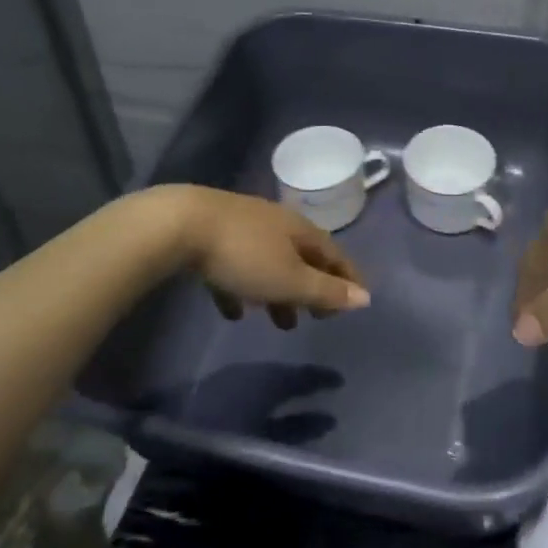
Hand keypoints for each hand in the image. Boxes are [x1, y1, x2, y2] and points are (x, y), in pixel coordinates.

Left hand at [180, 188, 370, 330]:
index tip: (357, 301)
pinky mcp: (213, 237)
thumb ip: (326, 291)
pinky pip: (236, 268)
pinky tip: (233, 312)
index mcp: (300, 230)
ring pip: (270, 263)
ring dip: (278, 293)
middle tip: (316, 318)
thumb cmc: (244, 255)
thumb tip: (365, 297)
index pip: (334, 254)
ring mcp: (244, 227)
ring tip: (281, 324)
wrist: (181, 225)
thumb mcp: (289, 280)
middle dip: (312, 288)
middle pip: (303, 258)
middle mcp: (277, 224)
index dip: (347, 278)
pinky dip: (242, 289)